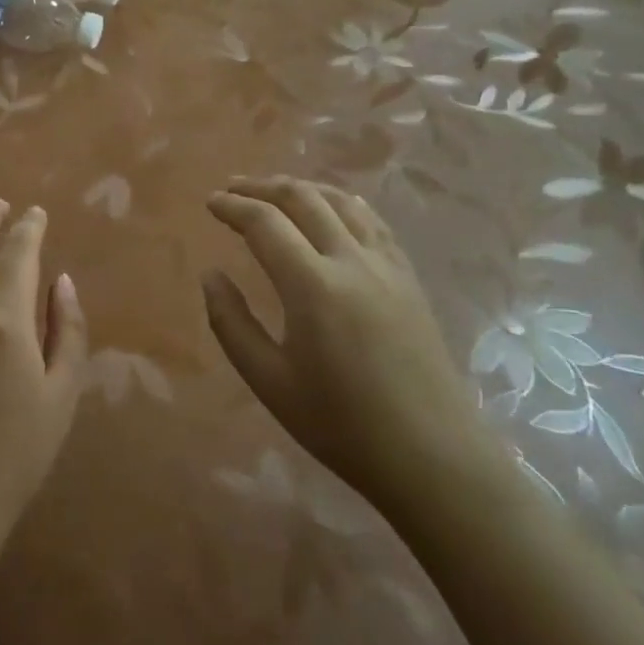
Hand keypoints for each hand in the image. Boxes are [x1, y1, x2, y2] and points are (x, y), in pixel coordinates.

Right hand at [202, 177, 498, 515]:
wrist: (433, 457)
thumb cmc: (342, 426)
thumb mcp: (269, 382)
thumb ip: (231, 323)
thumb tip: (210, 276)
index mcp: (313, 286)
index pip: (265, 223)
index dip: (233, 207)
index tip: (211, 203)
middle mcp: (352, 261)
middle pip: (303, 198)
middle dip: (262, 187)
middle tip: (233, 188)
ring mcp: (387, 265)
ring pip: (341, 200)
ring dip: (302, 188)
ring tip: (275, 191)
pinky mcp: (408, 277)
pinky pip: (371, 220)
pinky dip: (340, 202)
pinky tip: (332, 208)